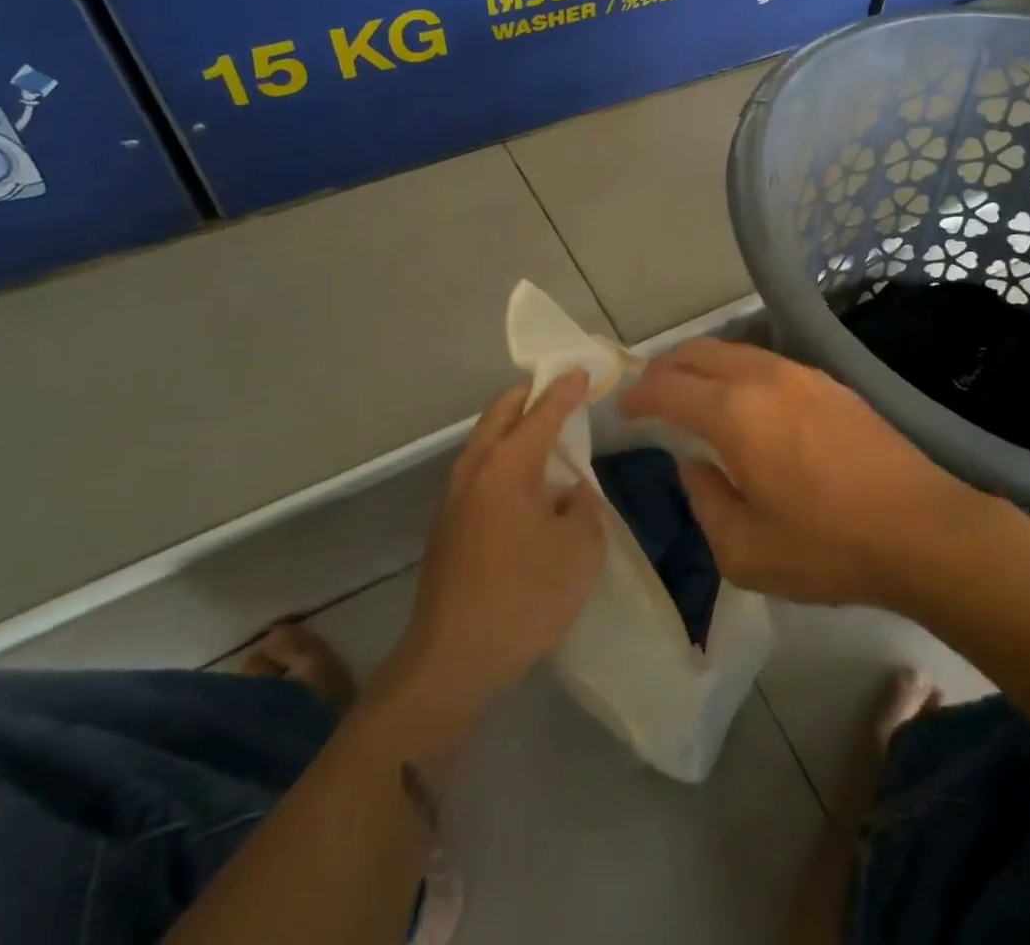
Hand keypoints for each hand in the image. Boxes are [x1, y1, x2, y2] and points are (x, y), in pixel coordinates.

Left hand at [389, 372, 604, 721]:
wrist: (452, 660)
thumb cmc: (524, 597)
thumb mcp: (580, 550)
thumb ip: (583, 508)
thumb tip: (569, 492)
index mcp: (508, 465)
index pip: (542, 412)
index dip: (565, 390)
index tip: (582, 370)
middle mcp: (475, 469)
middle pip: (500, 413)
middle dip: (529, 396)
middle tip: (558, 390)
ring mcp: (454, 498)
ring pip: (484, 441)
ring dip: (512, 428)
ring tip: (544, 434)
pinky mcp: (447, 527)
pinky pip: (479, 471)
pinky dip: (502, 458)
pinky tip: (523, 486)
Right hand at [619, 340, 1016, 609]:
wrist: (922, 529)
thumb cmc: (827, 546)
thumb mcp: (745, 550)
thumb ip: (705, 500)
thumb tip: (694, 464)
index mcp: (735, 413)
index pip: (670, 388)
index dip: (639, 395)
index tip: (624, 408)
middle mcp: (764, 378)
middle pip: (700, 353)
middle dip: (666, 367)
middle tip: (649, 390)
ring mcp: (803, 375)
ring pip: (737, 351)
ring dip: (704, 365)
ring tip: (692, 390)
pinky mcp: (832, 384)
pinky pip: (768, 362)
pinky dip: (739, 371)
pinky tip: (745, 399)